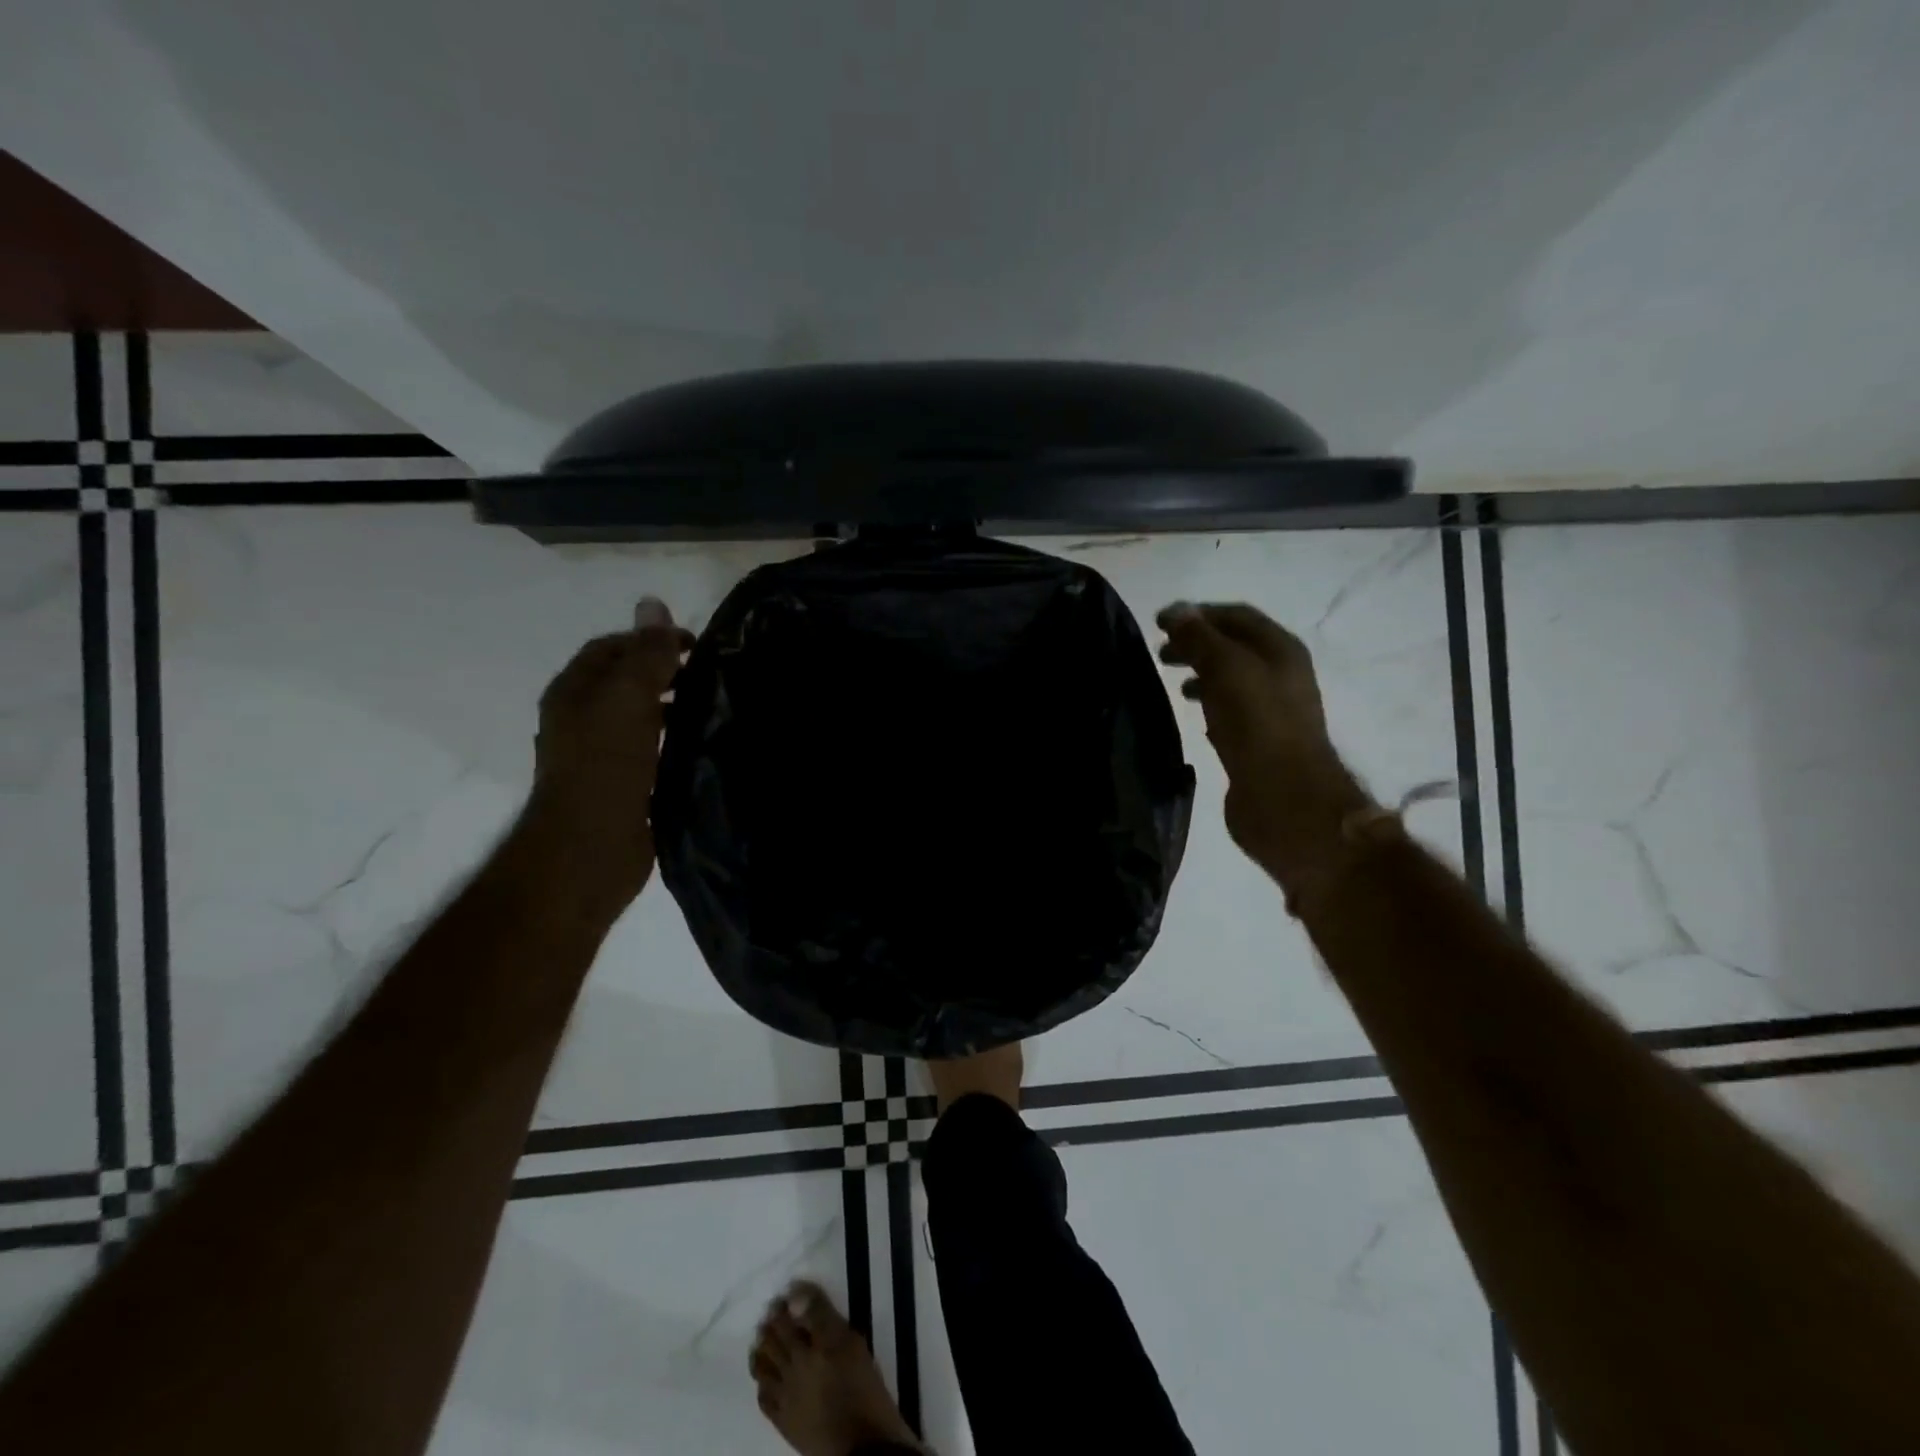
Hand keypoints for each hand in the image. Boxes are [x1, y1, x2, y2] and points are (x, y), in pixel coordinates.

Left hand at [523, 598, 693, 909]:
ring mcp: (601, 755)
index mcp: (575, 691)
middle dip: (665, 672)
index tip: (697, 646)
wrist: (590, 849)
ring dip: (672, 707)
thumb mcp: (628, 698)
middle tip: (711, 675)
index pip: (612, 647)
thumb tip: (652, 602)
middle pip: (626, 681)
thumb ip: (645, 654)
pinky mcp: (623, 786)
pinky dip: (673, 740)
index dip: (651, 638)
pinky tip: (702, 745)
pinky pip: (651, 749)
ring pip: (640, 716)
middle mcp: (582, 719)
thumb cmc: (606, 766)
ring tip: (713, 707)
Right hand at [1156, 601, 1367, 872]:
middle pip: (1233, 647)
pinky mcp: (1257, 742)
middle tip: (1160, 652)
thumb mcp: (1227, 669)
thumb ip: (1200, 638)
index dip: (1199, 614)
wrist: (1285, 799)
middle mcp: (1280, 675)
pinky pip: (1228, 711)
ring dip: (1200, 672)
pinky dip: (1206, 702)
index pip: (1237, 616)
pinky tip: (1189, 712)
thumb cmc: (1258, 725)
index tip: (1160, 622)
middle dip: (1196, 643)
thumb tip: (1176, 611)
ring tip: (1170, 680)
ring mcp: (1270, 711)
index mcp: (1281, 650)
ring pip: (1230, 679)